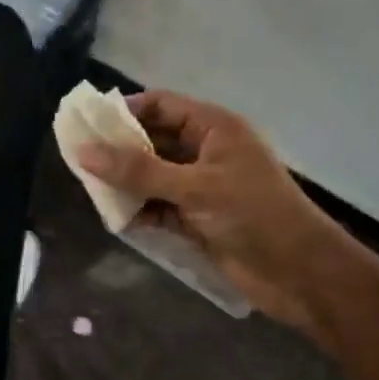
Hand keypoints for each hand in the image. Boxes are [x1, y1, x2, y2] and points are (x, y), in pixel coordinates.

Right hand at [78, 91, 349, 330]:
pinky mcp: (197, 217)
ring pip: (152, 175)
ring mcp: (201, 185)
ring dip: (125, 182)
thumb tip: (83, 152)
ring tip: (89, 188)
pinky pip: (158, 205)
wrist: (301, 274)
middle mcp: (205, 151)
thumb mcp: (194, 188)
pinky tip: (114, 217)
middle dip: (118, 149)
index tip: (87, 124)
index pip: (160, 105)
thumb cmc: (253, 215)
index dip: (125, 111)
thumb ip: (138, 171)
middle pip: (152, 140)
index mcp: (213, 128)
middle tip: (78, 158)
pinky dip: (139, 210)